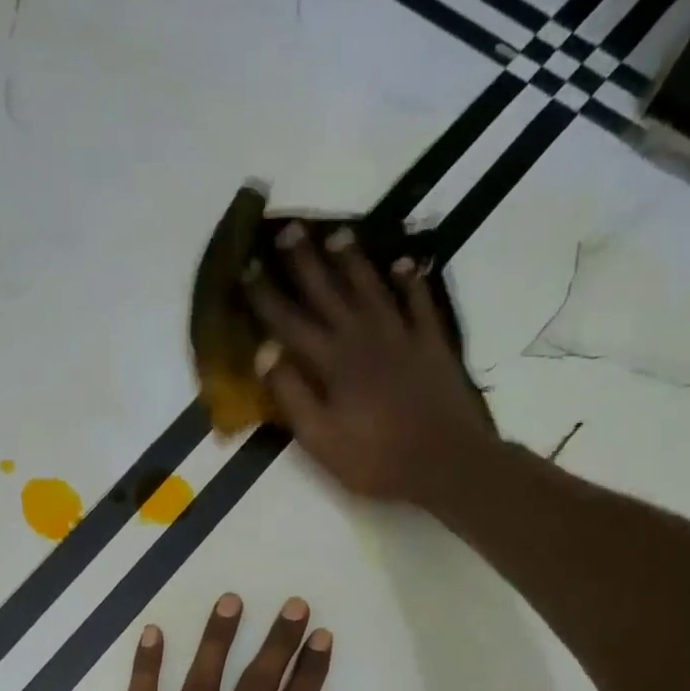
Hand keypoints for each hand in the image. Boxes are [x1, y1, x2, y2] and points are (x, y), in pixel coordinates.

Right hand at [246, 223, 498, 506]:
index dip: (265, 295)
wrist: (443, 461)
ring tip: (338, 233)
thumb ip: (291, 395)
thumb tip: (264, 351)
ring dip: (353, 260)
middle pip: (328, 292)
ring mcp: (401, 336)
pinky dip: (410, 280)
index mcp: (331, 362)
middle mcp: (363, 337)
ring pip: (371, 287)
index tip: (246, 267)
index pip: (289, 322)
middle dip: (305, 261)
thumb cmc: (375, 459)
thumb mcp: (320, 439)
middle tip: (289, 228)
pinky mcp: (431, 343)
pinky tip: (402, 263)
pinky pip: (419, 302)